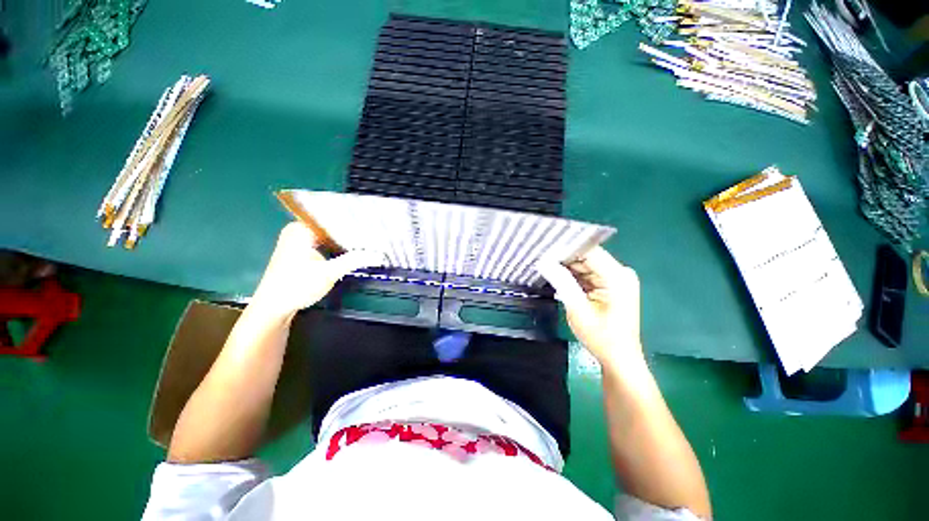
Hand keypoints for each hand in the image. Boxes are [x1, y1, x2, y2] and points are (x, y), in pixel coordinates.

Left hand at [251, 222, 380, 317]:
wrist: (273, 308)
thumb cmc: (296, 287)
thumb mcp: (328, 273)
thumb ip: (354, 260)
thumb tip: (378, 254)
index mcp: (302, 228)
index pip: (334, 219)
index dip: (356, 224)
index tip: (375, 228)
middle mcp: (300, 230)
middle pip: (333, 228)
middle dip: (354, 234)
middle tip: (377, 236)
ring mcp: (301, 241)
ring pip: (331, 237)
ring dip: (348, 242)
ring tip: (371, 243)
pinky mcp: (303, 252)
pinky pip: (327, 245)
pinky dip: (340, 249)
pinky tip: (355, 252)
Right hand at [538, 247, 642, 369]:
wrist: (618, 359)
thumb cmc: (601, 338)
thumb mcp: (578, 309)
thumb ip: (562, 282)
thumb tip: (543, 261)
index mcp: (617, 276)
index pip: (589, 251)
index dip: (566, 248)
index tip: (544, 248)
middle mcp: (619, 273)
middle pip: (587, 257)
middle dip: (563, 258)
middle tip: (540, 258)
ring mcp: (615, 279)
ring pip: (585, 265)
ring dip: (566, 267)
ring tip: (544, 266)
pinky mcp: (610, 286)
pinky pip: (587, 275)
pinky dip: (573, 277)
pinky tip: (557, 278)